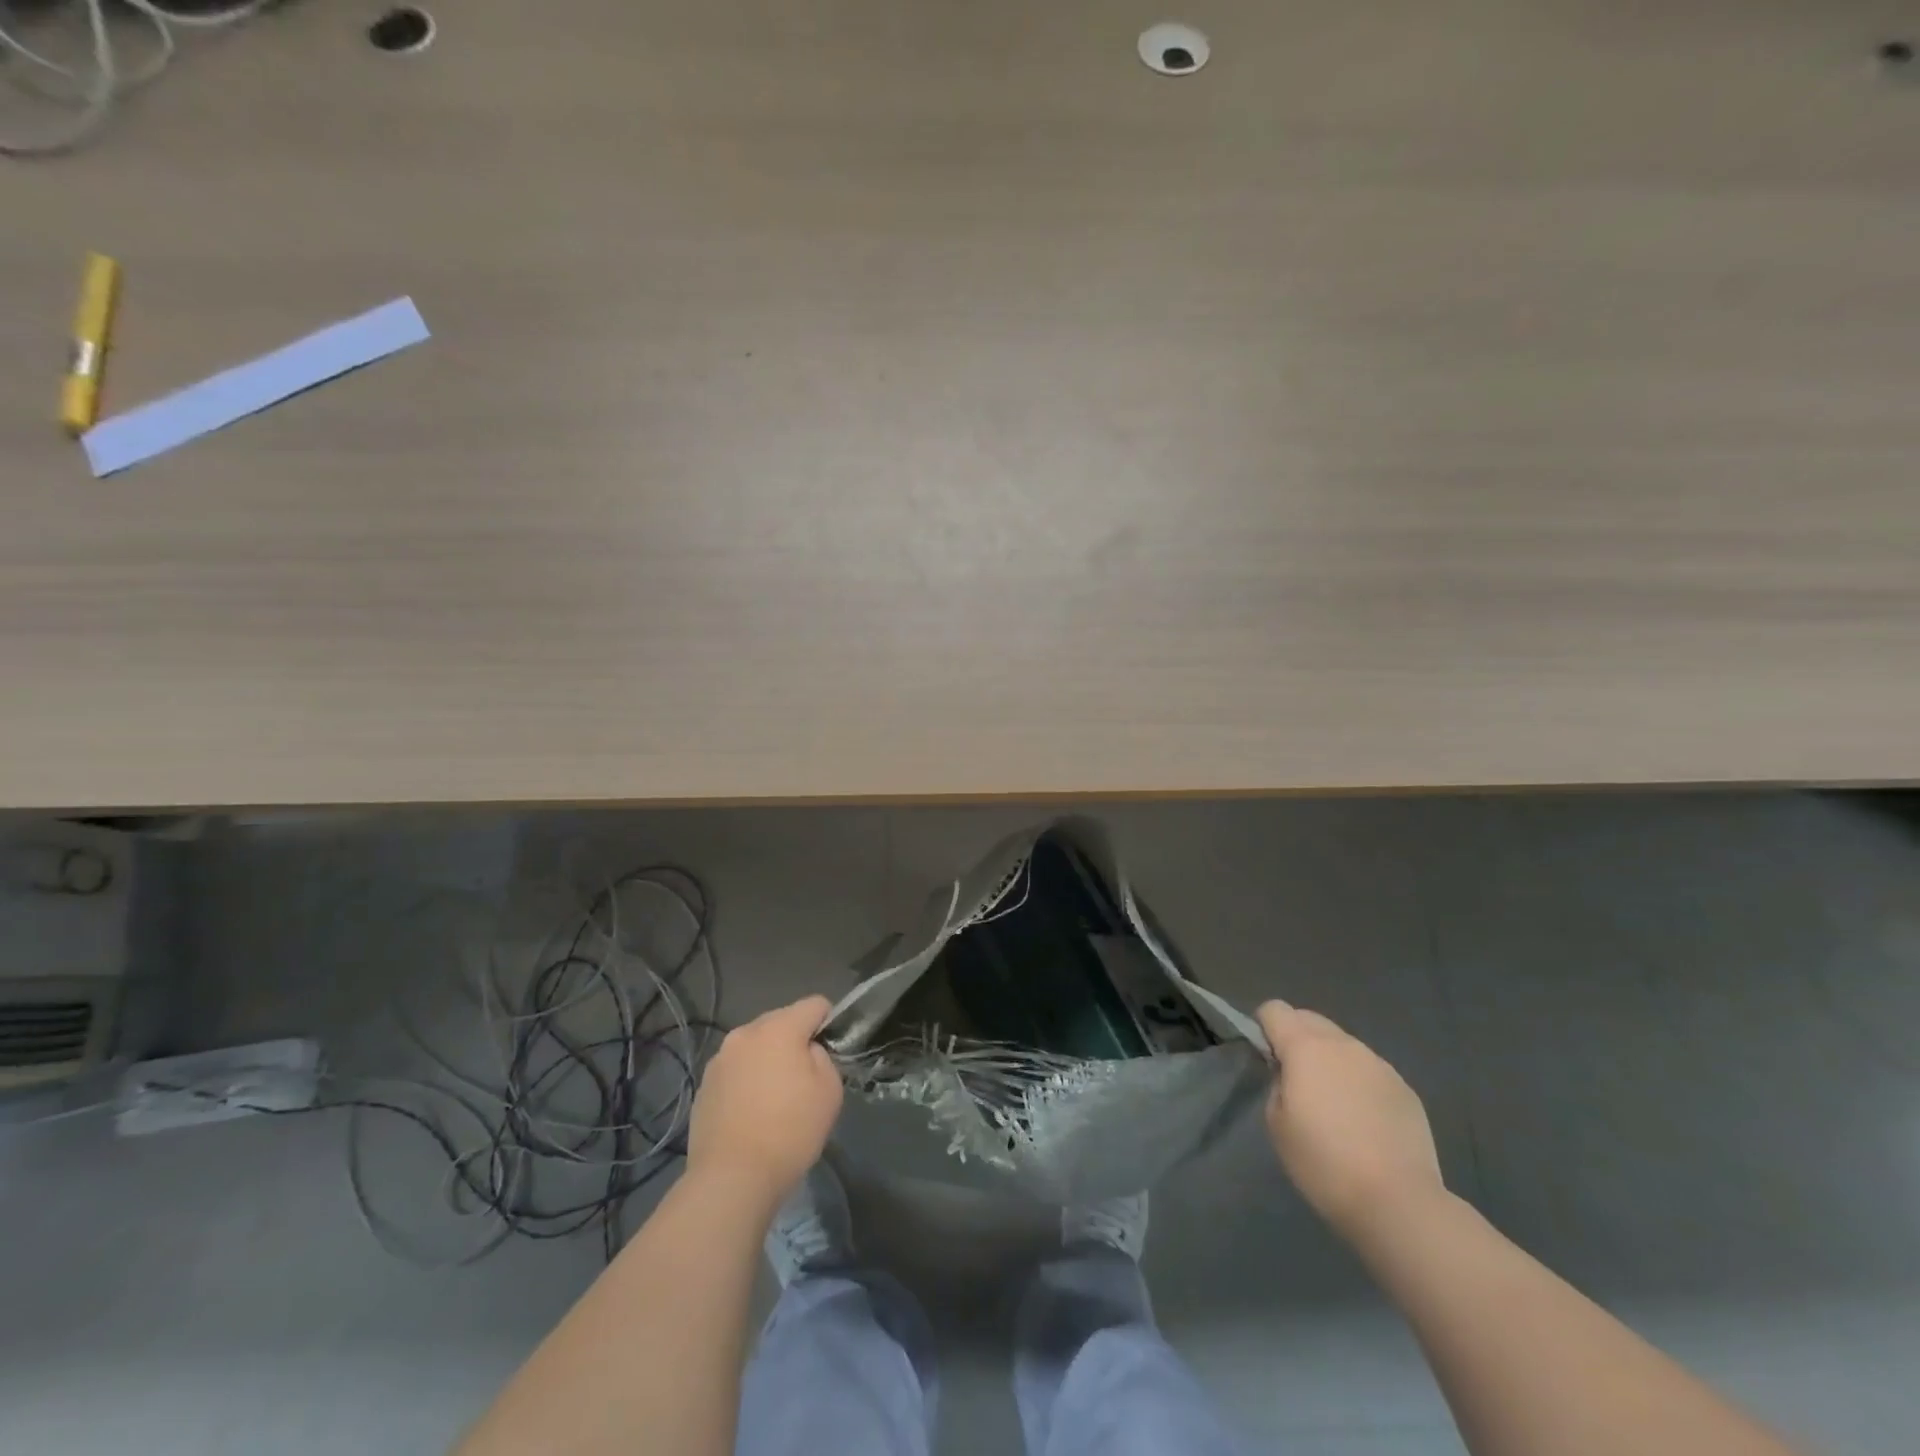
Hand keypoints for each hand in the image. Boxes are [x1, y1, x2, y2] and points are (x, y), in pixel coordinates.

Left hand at [687, 995, 843, 1209]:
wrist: (731, 1179)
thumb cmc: (789, 1131)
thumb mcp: (829, 1091)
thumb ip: (823, 1057)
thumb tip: (807, 1051)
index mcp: (779, 1028)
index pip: (814, 1004)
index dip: (828, 1022)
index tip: (832, 1050)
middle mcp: (745, 1033)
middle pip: (781, 1021)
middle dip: (795, 1040)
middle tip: (804, 1077)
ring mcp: (719, 1059)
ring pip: (755, 1046)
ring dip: (768, 1060)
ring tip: (774, 1097)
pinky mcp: (704, 1086)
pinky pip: (735, 1070)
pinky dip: (747, 1080)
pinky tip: (751, 1113)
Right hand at [1257, 1001, 1445, 1240]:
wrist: (1399, 1203)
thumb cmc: (1324, 1163)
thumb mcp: (1276, 1123)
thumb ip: (1277, 1082)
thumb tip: (1289, 1073)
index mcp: (1306, 1046)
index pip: (1274, 1009)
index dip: (1264, 1028)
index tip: (1267, 1059)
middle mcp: (1344, 1044)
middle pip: (1309, 1019)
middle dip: (1296, 1038)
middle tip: (1296, 1081)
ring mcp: (1379, 1064)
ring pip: (1342, 1044)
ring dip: (1330, 1060)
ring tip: (1334, 1105)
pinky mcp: (1405, 1088)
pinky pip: (1369, 1070)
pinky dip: (1358, 1082)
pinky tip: (1364, 1122)